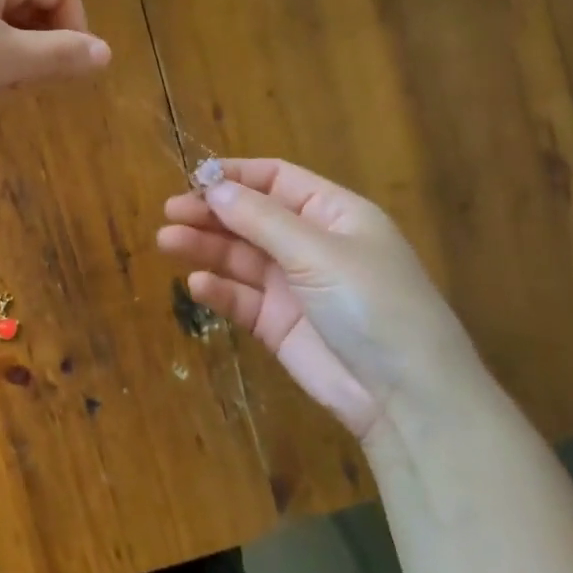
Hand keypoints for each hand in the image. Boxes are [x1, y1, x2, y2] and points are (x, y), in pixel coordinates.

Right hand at [157, 159, 488, 440]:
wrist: (405, 396)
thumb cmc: (372, 305)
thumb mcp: (318, 252)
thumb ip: (261, 219)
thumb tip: (214, 187)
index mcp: (333, 215)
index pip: (277, 180)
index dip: (236, 176)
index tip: (194, 179)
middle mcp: (311, 245)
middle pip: (251, 218)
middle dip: (211, 212)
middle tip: (170, 212)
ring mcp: (293, 286)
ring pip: (239, 257)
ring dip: (205, 247)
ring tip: (167, 241)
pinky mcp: (278, 324)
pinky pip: (241, 298)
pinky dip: (219, 289)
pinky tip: (198, 285)